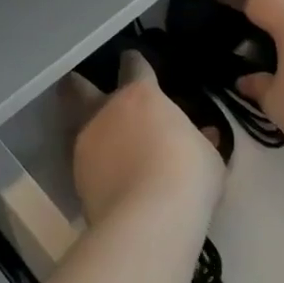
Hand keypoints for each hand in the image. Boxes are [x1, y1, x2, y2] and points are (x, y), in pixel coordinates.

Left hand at [70, 51, 224, 224]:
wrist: (148, 220)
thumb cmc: (187, 176)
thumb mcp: (208, 156)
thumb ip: (199, 140)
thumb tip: (204, 135)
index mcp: (140, 96)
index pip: (134, 66)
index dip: (134, 63)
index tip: (134, 61)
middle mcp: (105, 112)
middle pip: (79, 88)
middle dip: (78, 86)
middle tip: (78, 85)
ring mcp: (86, 144)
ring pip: (76, 127)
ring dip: (89, 132)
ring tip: (101, 144)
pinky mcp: (76, 178)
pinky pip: (84, 163)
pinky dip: (94, 166)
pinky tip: (106, 176)